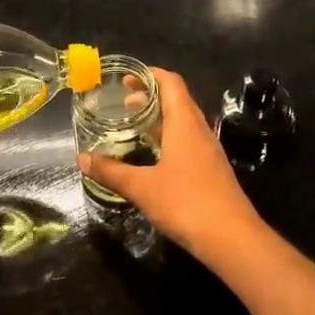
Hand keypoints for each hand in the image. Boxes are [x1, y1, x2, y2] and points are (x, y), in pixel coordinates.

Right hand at [77, 67, 267, 262]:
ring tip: (133, 126)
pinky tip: (152, 156)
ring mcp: (208, 151)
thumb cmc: (186, 203)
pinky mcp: (211, 170)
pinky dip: (167, 137)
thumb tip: (82, 158)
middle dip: (150, 96)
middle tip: (122, 102)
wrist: (232, 239)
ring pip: (182, 122)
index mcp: (184, 123)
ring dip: (159, 118)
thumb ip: (111, 171)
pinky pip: (187, 141)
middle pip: (177, 99)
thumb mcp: (142, 187)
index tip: (126, 78)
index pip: (171, 83)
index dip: (149, 75)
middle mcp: (199, 130)